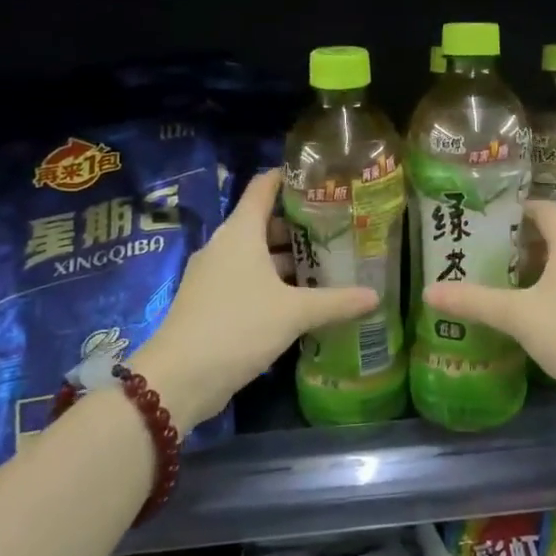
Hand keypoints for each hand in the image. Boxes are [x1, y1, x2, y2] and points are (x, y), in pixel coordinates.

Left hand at [131, 170, 376, 422]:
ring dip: (288, 259)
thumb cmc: (238, 327)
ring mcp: (214, 275)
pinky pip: (247, 280)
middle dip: (300, 227)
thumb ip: (336, 302)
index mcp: (240, 232)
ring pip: (256, 255)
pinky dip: (273, 283)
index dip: (290, 178)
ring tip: (328, 266)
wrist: (179, 377)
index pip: (264, 187)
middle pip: (264, 223)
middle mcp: (224, 246)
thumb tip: (376, 296)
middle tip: (339, 231)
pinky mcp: (210, 302)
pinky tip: (300, 300)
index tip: (321, 180)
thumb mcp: (294, 313)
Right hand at [423, 198, 555, 408]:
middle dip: (524, 243)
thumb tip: (428, 292)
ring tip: (512, 286)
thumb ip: (474, 301)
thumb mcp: (518, 316)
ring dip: (544, 267)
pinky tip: (545, 313)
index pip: (542, 209)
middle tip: (491, 257)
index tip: (489, 223)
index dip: (516, 212)